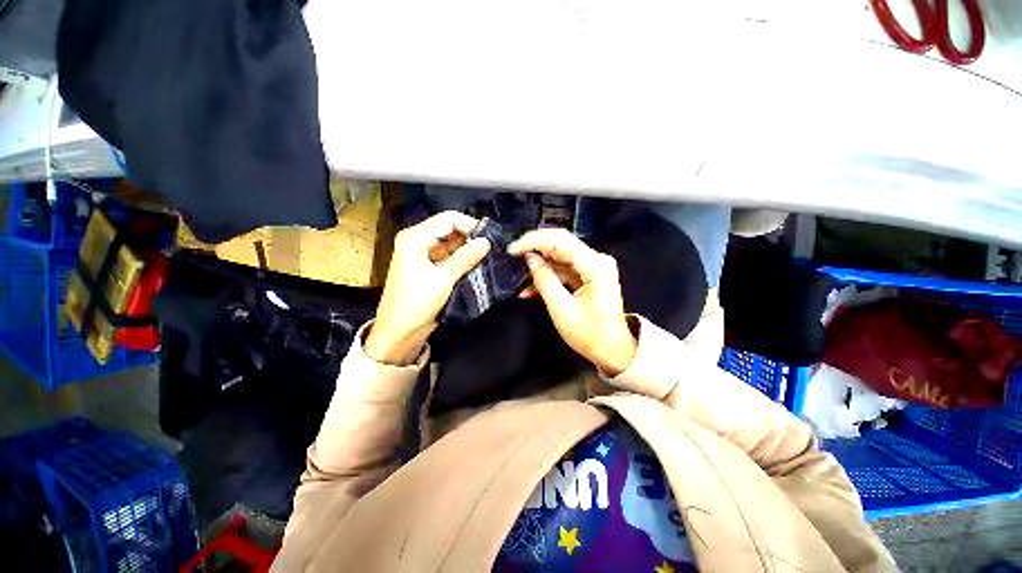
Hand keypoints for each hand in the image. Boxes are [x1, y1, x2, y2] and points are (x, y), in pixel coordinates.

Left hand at [365, 211, 490, 364]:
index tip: (490, 237)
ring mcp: (424, 254)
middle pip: (449, 229)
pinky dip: (463, 258)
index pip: (447, 219)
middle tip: (492, 247)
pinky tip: (477, 264)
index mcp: (414, 239)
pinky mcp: (429, 266)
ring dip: (468, 248)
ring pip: (451, 243)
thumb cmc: (414, 306)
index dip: (470, 225)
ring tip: (488, 256)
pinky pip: (449, 255)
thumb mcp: (442, 281)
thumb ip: (465, 258)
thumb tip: (486, 241)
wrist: (398, 333)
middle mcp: (418, 241)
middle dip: (470, 237)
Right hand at [508, 229, 636, 375]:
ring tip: (519, 277)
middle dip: (535, 249)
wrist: (614, 351)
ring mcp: (593, 267)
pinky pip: (564, 270)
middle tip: (512, 255)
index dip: (533, 241)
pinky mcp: (589, 275)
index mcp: (594, 265)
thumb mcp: (561, 309)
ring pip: (560, 257)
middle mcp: (597, 259)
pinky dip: (548, 277)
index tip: (512, 249)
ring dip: (539, 266)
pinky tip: (530, 288)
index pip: (560, 240)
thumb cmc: (590, 334)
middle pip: (561, 244)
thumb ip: (544, 280)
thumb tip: (529, 258)